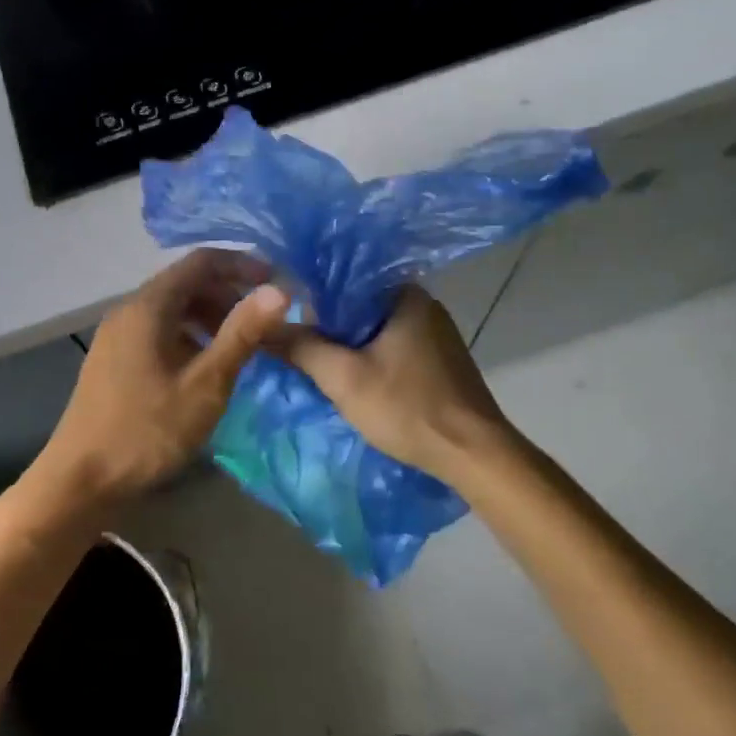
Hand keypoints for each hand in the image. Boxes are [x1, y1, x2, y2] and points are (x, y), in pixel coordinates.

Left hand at [32, 249, 290, 512]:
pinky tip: (204, 368)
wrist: (80, 480)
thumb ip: (242, 334)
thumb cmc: (147, 431)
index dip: (242, 265)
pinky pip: (159, 330)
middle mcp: (129, 310)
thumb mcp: (205, 385)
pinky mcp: (114, 358)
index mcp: (148, 306)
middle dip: (228, 294)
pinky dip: (189, 336)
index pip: (202, 262)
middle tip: (262, 323)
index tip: (277, 284)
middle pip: (186, 282)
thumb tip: (279, 290)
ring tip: (239, 348)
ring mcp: (118, 335)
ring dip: (210, 317)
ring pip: (172, 308)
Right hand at [269, 286, 517, 491]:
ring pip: (375, 331)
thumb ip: (301, 347)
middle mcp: (423, 305)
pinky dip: (371, 361)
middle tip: (298, 349)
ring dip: (349, 348)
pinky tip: (355, 382)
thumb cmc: (408, 407)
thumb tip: (261, 326)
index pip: (344, 281)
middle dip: (329, 328)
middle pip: (359, 308)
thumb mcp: (344, 378)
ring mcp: (436, 334)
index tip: (286, 320)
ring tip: (319, 367)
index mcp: (405, 294)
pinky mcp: (440, 361)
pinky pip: (393, 349)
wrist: (474, 454)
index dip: (311, 300)